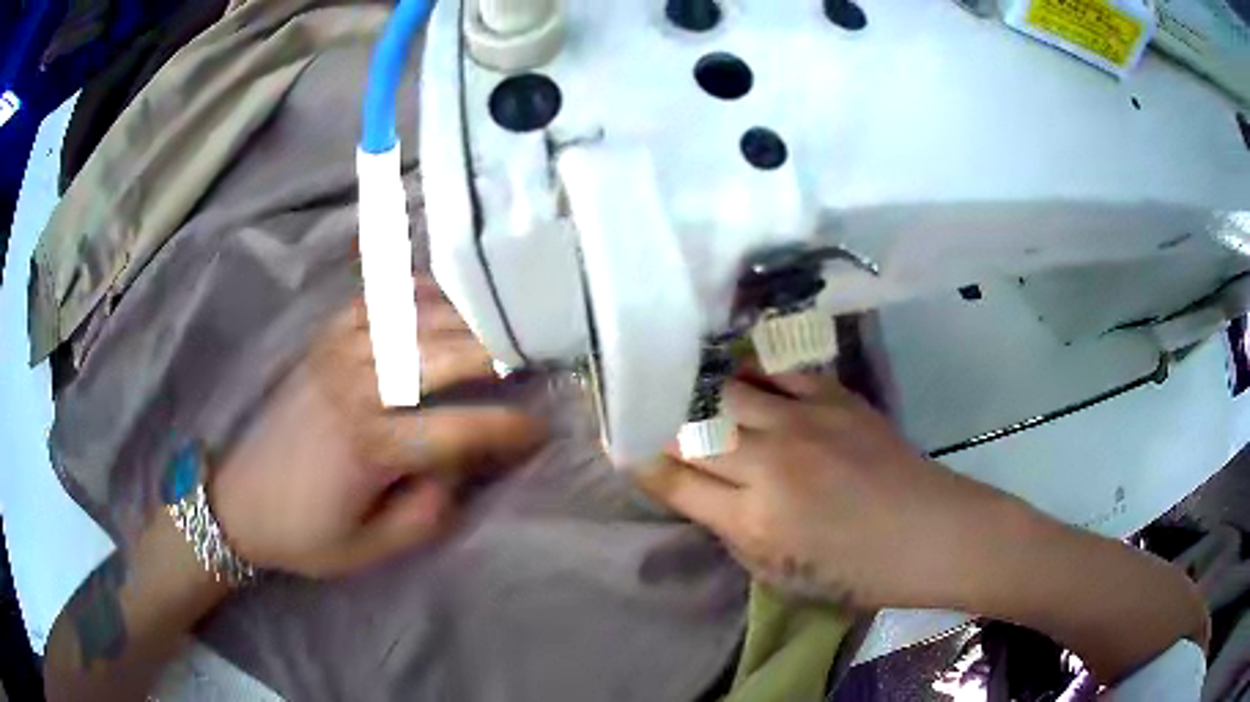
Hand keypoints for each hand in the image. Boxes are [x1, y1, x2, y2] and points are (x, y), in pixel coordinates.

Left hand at [208, 280, 546, 578]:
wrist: (240, 501)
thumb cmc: (307, 533)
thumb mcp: (372, 549)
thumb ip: (426, 514)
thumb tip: (458, 470)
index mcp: (371, 446)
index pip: (460, 430)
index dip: (509, 430)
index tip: (541, 430)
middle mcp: (357, 387)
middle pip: (443, 355)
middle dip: (499, 351)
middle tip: (540, 350)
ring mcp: (337, 354)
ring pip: (414, 318)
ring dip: (464, 315)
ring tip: (504, 317)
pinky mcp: (322, 342)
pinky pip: (376, 301)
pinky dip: (413, 292)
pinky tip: (440, 295)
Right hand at [636, 373, 1010, 609]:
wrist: (930, 533)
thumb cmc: (857, 572)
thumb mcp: (780, 575)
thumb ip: (733, 531)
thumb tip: (705, 493)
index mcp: (754, 520)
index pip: (673, 480)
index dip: (638, 458)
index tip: (617, 439)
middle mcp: (770, 464)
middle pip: (691, 428)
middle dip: (657, 416)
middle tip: (638, 402)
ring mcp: (805, 423)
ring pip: (726, 389)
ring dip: (697, 386)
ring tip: (677, 374)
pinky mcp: (835, 397)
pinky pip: (778, 369)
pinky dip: (750, 368)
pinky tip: (738, 365)